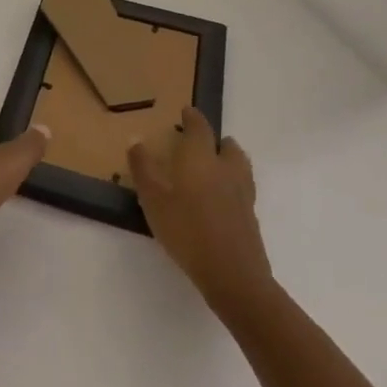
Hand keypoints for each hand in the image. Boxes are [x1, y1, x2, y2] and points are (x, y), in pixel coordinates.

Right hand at [129, 106, 271, 307]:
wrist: (232, 275)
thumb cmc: (186, 230)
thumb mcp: (153, 199)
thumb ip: (143, 168)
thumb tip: (135, 138)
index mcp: (201, 158)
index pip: (200, 128)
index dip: (193, 117)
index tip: (187, 111)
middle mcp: (226, 169)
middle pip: (228, 145)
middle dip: (216, 139)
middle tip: (201, 141)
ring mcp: (243, 193)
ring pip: (240, 165)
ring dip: (229, 159)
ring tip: (215, 165)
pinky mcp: (251, 216)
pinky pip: (243, 188)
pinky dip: (233, 183)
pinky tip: (222, 197)